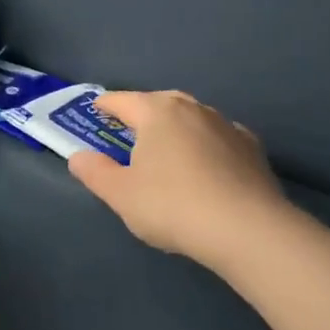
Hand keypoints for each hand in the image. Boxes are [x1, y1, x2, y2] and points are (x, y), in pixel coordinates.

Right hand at [68, 90, 289, 269]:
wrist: (246, 229)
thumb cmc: (171, 206)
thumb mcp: (120, 195)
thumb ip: (95, 172)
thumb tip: (77, 156)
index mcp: (157, 113)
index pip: (123, 100)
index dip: (106, 105)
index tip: (96, 109)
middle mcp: (193, 109)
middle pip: (160, 102)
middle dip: (143, 112)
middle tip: (130, 128)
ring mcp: (226, 126)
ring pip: (193, 118)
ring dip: (177, 127)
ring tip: (168, 147)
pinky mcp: (252, 148)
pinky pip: (219, 138)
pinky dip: (206, 144)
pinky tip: (205, 164)